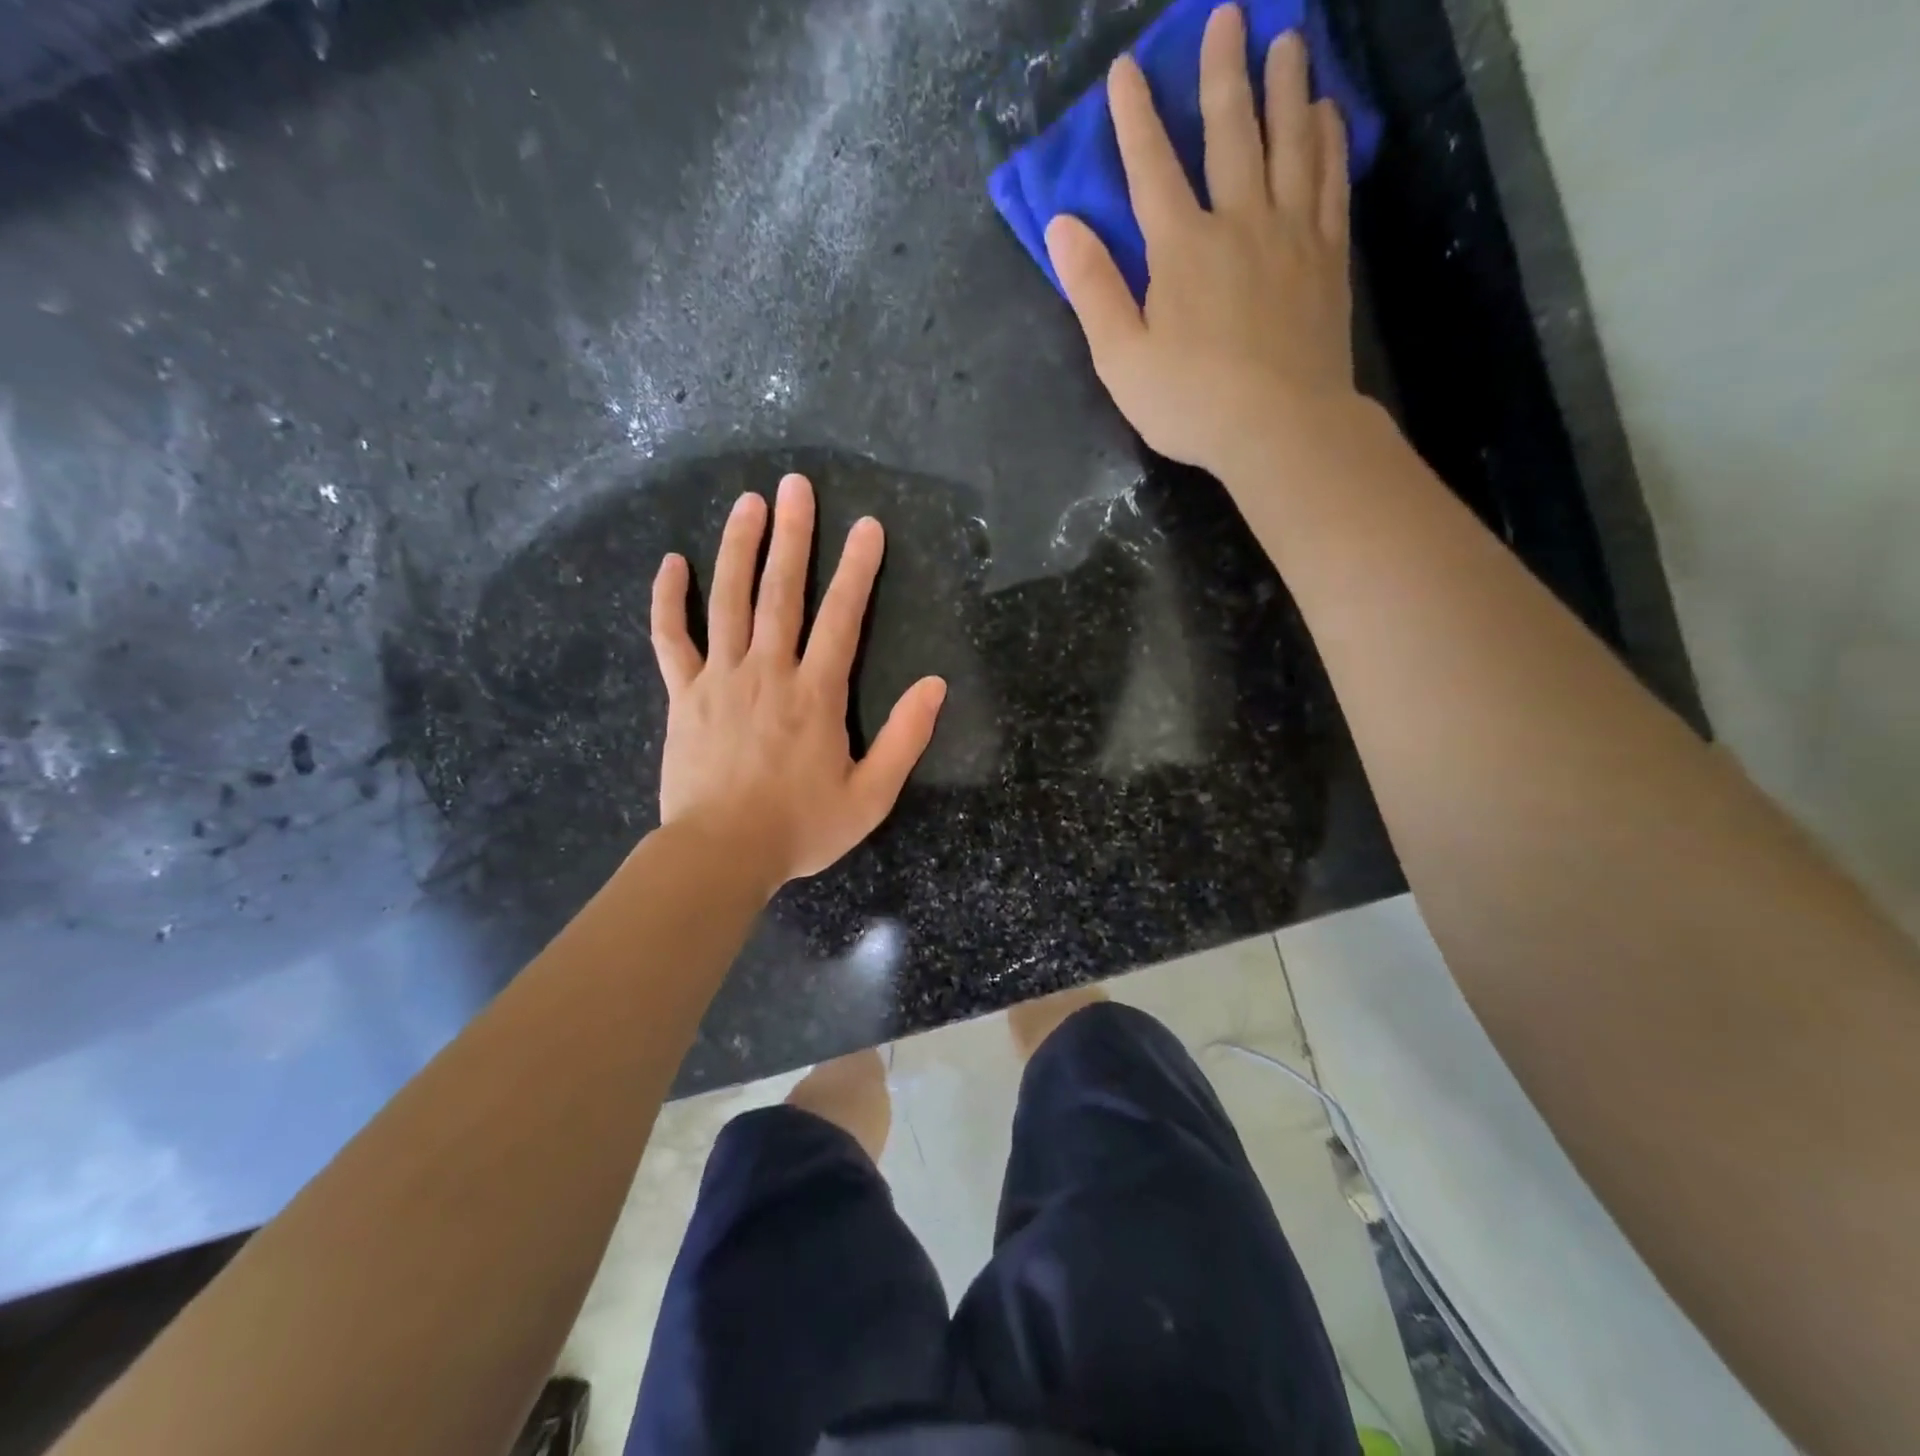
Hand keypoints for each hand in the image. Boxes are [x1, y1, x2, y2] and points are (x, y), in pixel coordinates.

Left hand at [650, 474, 946, 888]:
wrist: (721, 855)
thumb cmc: (800, 828)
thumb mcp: (871, 796)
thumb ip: (905, 739)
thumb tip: (934, 685)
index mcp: (816, 694)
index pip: (841, 618)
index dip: (858, 570)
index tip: (867, 526)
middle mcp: (768, 672)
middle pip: (782, 593)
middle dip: (794, 536)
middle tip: (797, 485)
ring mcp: (720, 679)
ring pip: (728, 601)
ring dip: (739, 549)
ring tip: (749, 502)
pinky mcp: (683, 695)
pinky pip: (670, 639)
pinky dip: (668, 600)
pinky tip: (672, 562)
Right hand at [1046, 4, 1355, 477]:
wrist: (1281, 428)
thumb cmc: (1191, 403)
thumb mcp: (1121, 359)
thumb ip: (1093, 291)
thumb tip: (1062, 226)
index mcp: (1180, 249)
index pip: (1151, 169)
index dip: (1135, 118)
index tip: (1127, 69)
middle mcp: (1238, 222)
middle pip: (1230, 133)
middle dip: (1222, 72)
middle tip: (1227, 15)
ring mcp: (1291, 234)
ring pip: (1290, 142)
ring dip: (1285, 87)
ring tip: (1287, 39)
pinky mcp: (1328, 257)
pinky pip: (1331, 182)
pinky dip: (1328, 141)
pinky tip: (1326, 113)